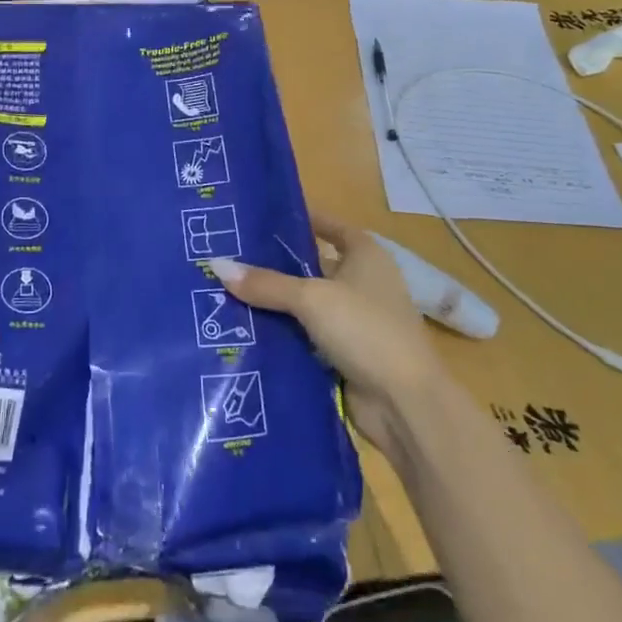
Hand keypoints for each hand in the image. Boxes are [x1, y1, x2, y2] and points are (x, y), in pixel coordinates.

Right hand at [206, 214, 445, 452]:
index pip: (331, 227)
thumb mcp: (312, 299)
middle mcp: (363, 284)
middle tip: (229, 257)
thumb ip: (266, 283)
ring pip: (306, 305)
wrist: (404, 403)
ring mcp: (355, 322)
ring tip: (225, 292)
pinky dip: (281, 335)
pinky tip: (243, 330)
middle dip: (276, 265)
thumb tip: (217, 265)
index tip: (262, 217)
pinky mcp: (345, 355)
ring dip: (275, 304)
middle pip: (313, 267)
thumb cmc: (365, 330)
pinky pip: (305, 337)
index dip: (302, 220)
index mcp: (367, 257)